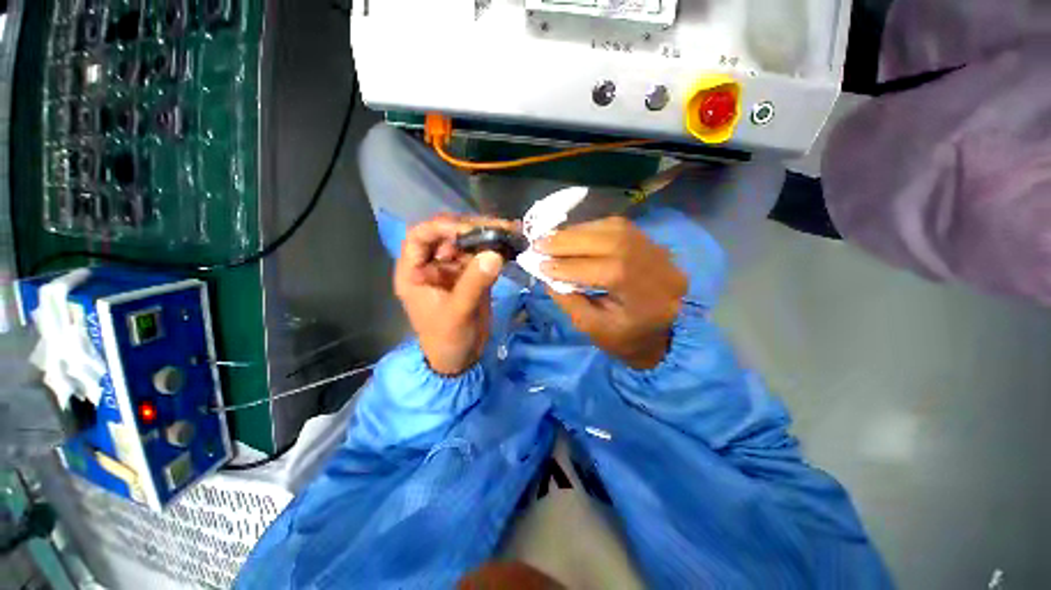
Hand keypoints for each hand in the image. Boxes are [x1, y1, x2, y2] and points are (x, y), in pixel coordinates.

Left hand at [394, 215, 513, 375]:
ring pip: (468, 242)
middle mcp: (432, 264)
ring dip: (489, 236)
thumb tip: (495, 254)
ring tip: (510, 231)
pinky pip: (482, 255)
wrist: (461, 358)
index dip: (442, 227)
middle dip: (472, 228)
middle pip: (448, 234)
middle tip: (500, 227)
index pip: (420, 236)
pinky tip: (511, 243)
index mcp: (415, 271)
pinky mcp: (471, 274)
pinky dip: (496, 249)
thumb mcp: (457, 313)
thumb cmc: (447, 339)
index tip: (468, 230)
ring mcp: (453, 268)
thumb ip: (474, 283)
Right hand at [537, 217, 686, 369]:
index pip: (602, 270)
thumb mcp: (594, 328)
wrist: (668, 332)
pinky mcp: (651, 241)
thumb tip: (547, 274)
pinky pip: (617, 226)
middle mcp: (654, 264)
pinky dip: (590, 228)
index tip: (539, 264)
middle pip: (609, 240)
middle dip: (567, 241)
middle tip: (538, 244)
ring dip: (576, 231)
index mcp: (644, 294)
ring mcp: (656, 249)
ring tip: (551, 238)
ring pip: (613, 227)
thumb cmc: (627, 337)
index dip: (567, 266)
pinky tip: (573, 235)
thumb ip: (569, 300)